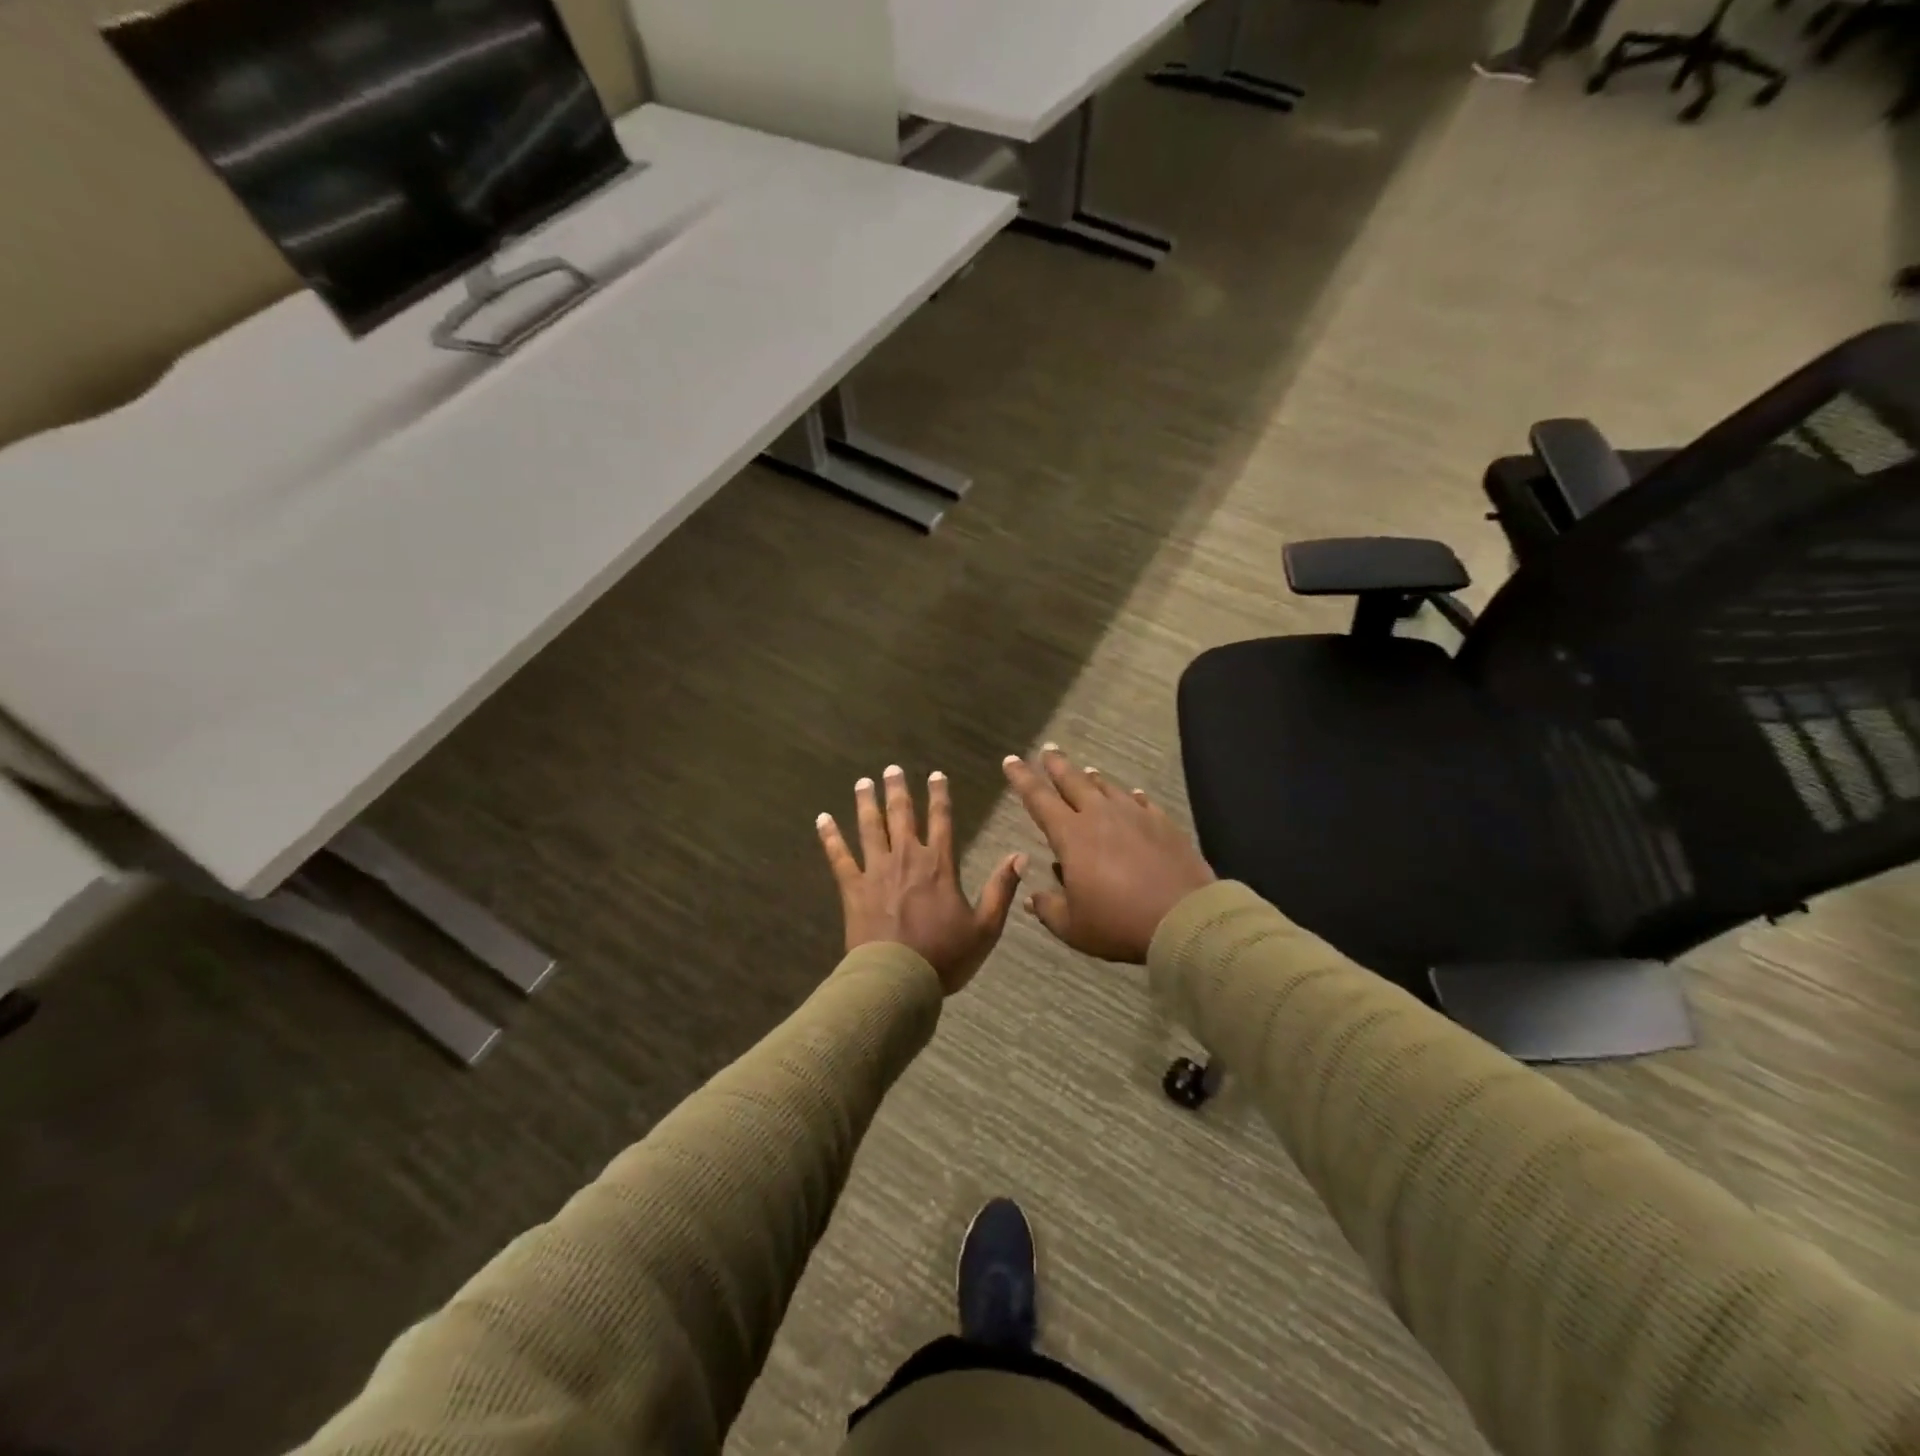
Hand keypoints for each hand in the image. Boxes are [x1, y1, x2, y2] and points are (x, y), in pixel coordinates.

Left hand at [817, 765, 1026, 995]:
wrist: (898, 980)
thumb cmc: (945, 957)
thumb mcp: (986, 928)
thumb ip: (1001, 889)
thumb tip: (1020, 856)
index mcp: (939, 866)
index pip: (942, 820)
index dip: (940, 795)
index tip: (935, 775)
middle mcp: (907, 858)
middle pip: (902, 816)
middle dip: (898, 790)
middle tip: (892, 769)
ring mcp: (876, 871)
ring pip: (870, 828)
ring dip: (866, 803)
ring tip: (863, 782)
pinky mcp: (853, 888)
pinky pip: (839, 856)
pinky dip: (830, 836)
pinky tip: (822, 818)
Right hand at [1002, 746, 1215, 963]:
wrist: (1184, 918)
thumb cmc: (1118, 923)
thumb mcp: (1073, 927)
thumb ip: (1048, 909)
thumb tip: (1031, 897)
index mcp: (1072, 836)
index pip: (1039, 799)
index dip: (1022, 778)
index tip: (1011, 760)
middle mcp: (1100, 816)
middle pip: (1073, 781)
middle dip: (1056, 765)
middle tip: (1048, 750)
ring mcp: (1135, 816)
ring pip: (1107, 788)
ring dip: (1092, 779)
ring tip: (1085, 771)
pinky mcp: (1164, 824)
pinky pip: (1142, 802)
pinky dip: (1131, 797)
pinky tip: (1132, 795)